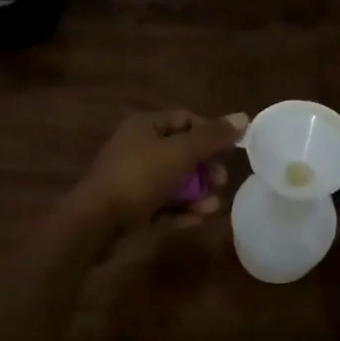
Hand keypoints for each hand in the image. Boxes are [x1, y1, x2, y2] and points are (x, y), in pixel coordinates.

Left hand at [75, 110, 248, 230]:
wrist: (95, 223)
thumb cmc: (139, 177)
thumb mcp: (180, 153)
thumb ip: (212, 136)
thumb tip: (244, 117)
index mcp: (145, 126)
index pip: (185, 119)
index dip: (210, 131)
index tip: (231, 148)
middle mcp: (137, 148)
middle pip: (180, 152)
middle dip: (205, 167)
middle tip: (222, 180)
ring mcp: (132, 180)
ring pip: (173, 182)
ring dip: (196, 192)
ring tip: (215, 205)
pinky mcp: (131, 208)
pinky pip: (162, 205)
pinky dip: (181, 209)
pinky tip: (201, 218)